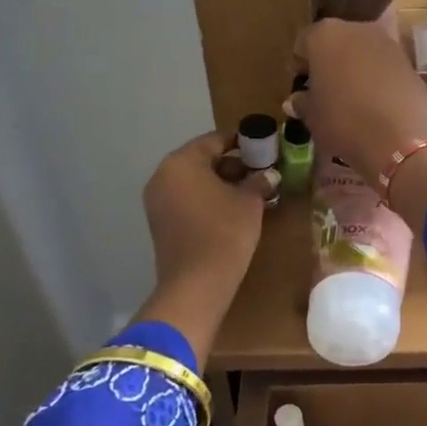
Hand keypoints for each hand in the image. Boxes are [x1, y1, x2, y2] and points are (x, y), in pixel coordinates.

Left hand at [136, 132, 268, 362]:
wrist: (196, 285)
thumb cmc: (224, 232)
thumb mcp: (249, 202)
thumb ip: (259, 180)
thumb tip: (269, 174)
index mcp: (181, 162)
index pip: (215, 140)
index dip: (243, 142)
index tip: (265, 146)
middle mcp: (163, 176)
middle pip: (202, 160)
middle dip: (233, 164)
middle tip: (262, 171)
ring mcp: (158, 201)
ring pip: (195, 182)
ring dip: (222, 184)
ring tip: (253, 192)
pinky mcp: (161, 223)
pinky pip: (188, 200)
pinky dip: (209, 200)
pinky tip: (234, 210)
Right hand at [293, 17, 426, 190]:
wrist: (401, 138)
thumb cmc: (344, 121)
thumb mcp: (313, 117)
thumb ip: (302, 102)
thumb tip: (296, 100)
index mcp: (324, 35)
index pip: (303, 44)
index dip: (300, 67)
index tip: (302, 89)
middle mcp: (356, 28)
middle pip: (336, 42)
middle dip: (330, 63)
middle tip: (326, 93)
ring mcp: (387, 42)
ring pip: (362, 52)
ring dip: (356, 69)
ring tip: (353, 100)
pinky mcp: (410, 61)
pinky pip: (384, 66)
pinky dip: (378, 79)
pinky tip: (376, 104)